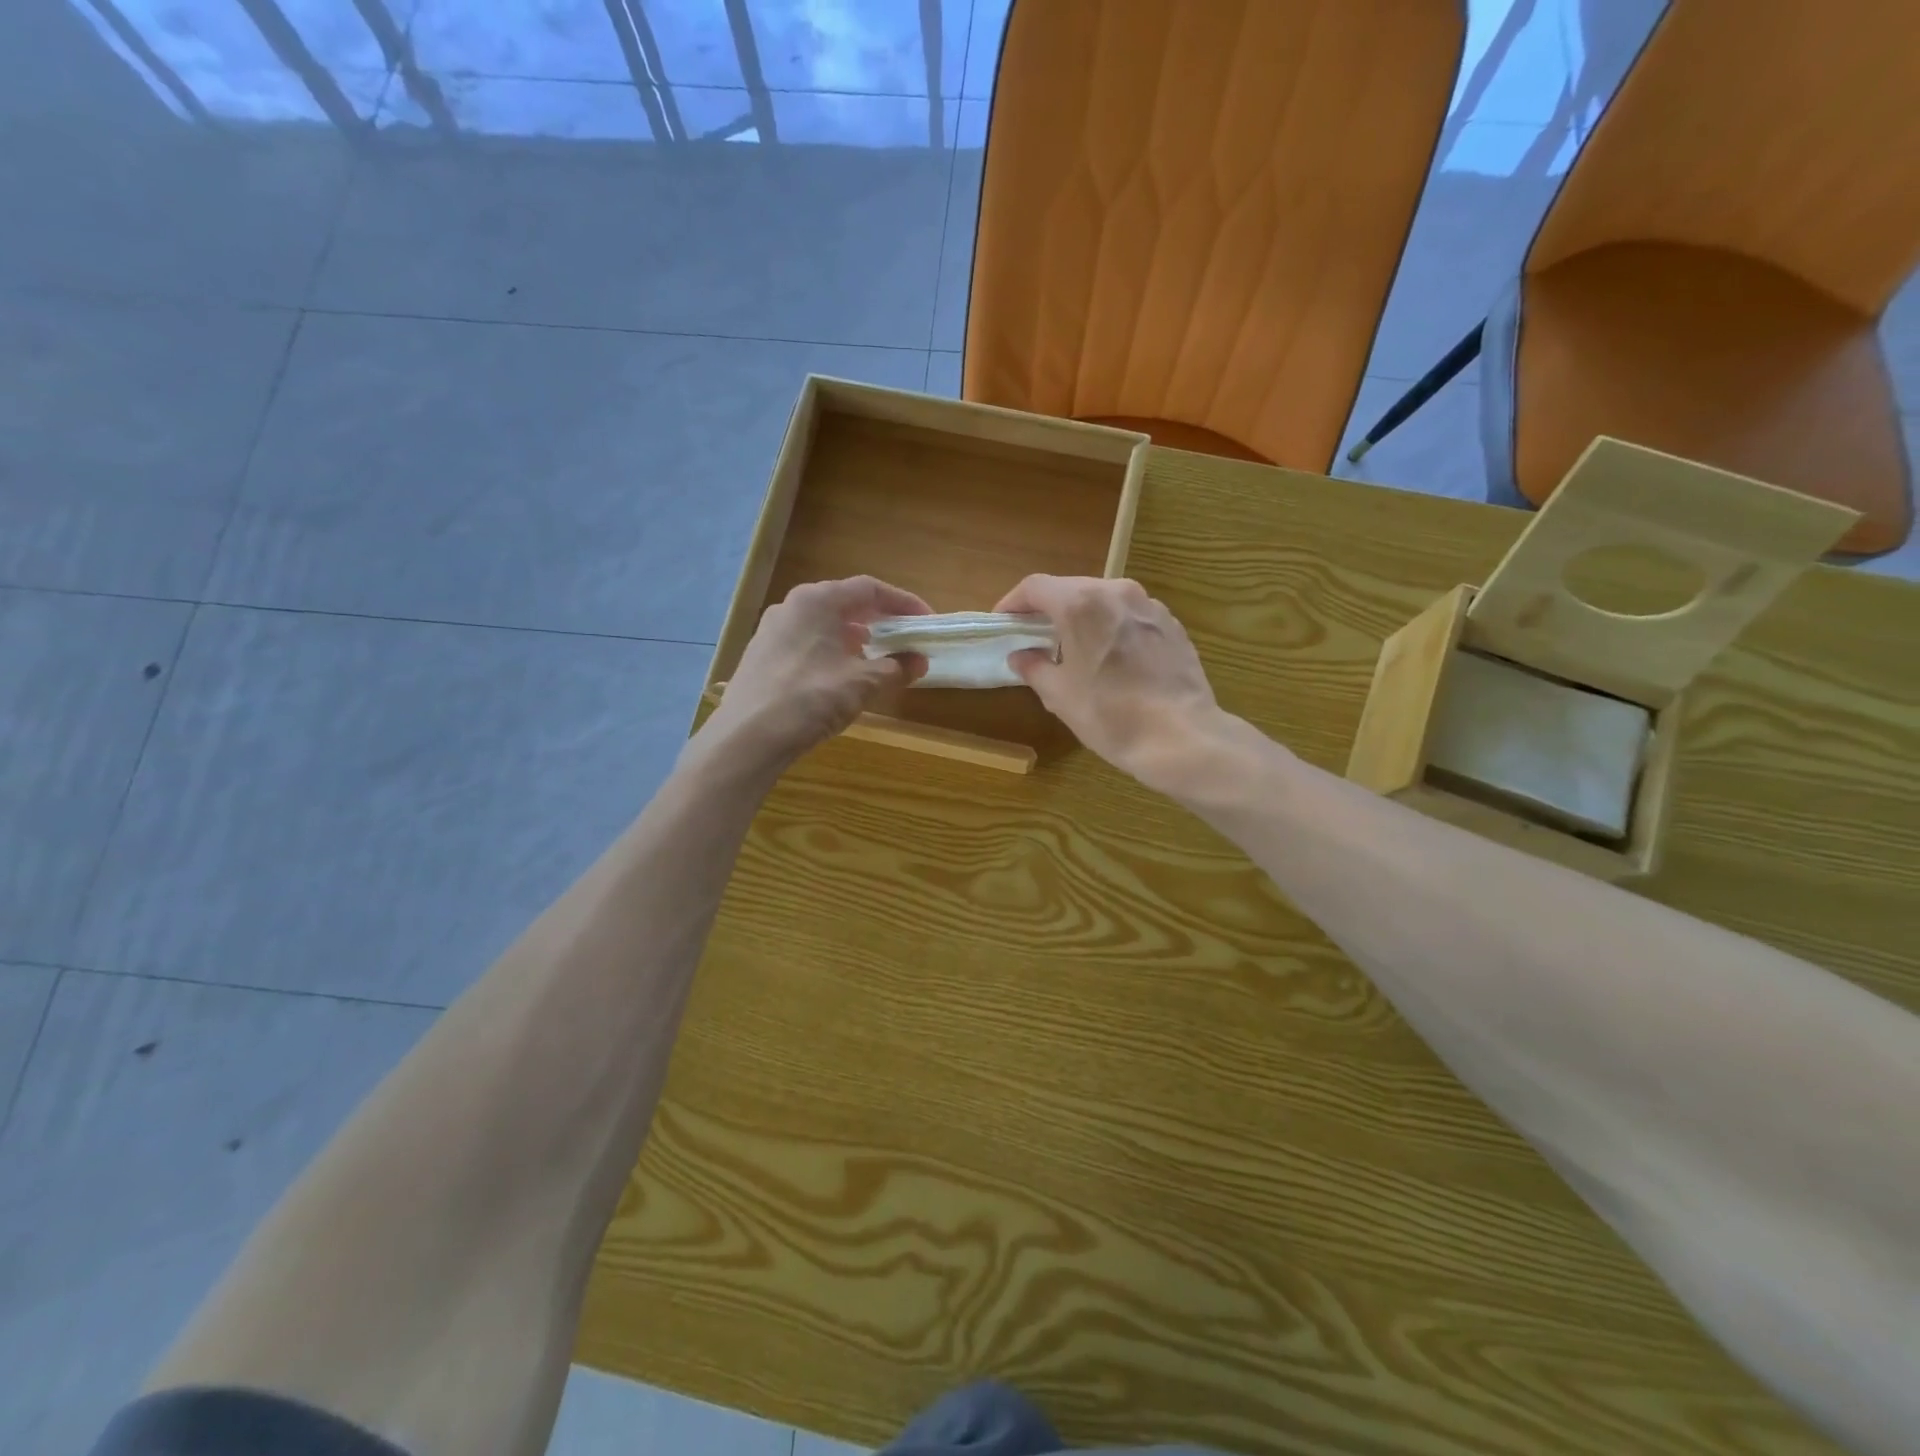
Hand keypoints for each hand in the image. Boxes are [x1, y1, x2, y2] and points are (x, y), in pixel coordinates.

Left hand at [699, 576, 929, 771]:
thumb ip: (896, 668)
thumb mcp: (863, 683)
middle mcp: (791, 606)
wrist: (748, 736)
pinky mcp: (761, 656)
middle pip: (844, 603)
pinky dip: (830, 651)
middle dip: (877, 620)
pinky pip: (805, 643)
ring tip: (874, 658)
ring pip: (822, 624)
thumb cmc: (811, 697)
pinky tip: (839, 676)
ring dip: (853, 637)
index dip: (903, 603)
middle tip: (902, 637)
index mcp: (817, 600)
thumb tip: (920, 661)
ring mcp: (771, 631)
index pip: (869, 589)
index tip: (925, 621)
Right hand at [994, 575, 1222, 790]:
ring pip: (1103, 599)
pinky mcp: (1171, 623)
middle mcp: (1116, 591)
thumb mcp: (1060, 696)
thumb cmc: (1110, 715)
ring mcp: (1149, 605)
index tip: (1003, 623)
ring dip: (1082, 616)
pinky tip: (1111, 658)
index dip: (1013, 603)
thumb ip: (1034, 668)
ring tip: (1073, 648)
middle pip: (1070, 588)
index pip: (1035, 587)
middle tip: (1034, 636)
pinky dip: (1111, 627)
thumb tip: (1020, 656)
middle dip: (1048, 609)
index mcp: (1081, 604)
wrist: (1181, 737)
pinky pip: (1129, 615)